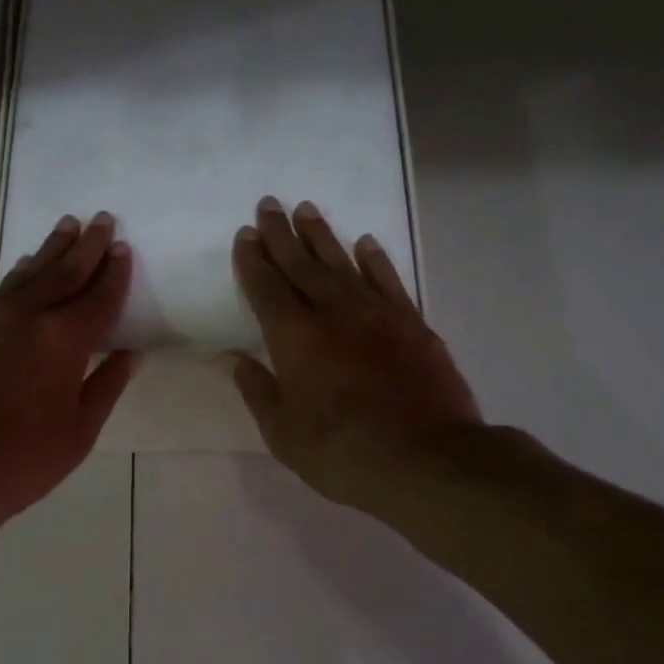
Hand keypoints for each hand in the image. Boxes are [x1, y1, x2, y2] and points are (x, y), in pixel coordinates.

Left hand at [0, 213, 139, 524]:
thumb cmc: (21, 459)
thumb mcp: (78, 432)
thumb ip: (105, 386)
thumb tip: (129, 355)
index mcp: (64, 340)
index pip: (98, 298)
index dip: (114, 274)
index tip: (123, 247)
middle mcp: (29, 318)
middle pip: (64, 273)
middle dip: (86, 246)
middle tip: (101, 219)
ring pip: (30, 275)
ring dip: (51, 250)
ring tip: (67, 227)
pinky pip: (5, 291)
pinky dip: (22, 274)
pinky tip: (26, 268)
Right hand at [230, 196, 481, 511]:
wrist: (427, 460)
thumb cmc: (343, 453)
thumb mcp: (284, 434)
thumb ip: (259, 391)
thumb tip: (235, 359)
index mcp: (295, 338)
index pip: (266, 289)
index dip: (253, 261)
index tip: (245, 235)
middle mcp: (334, 313)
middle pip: (301, 264)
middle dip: (281, 234)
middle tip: (269, 204)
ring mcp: (377, 314)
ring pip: (343, 263)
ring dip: (322, 236)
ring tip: (307, 210)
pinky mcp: (412, 323)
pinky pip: (388, 279)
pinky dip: (374, 259)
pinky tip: (365, 243)